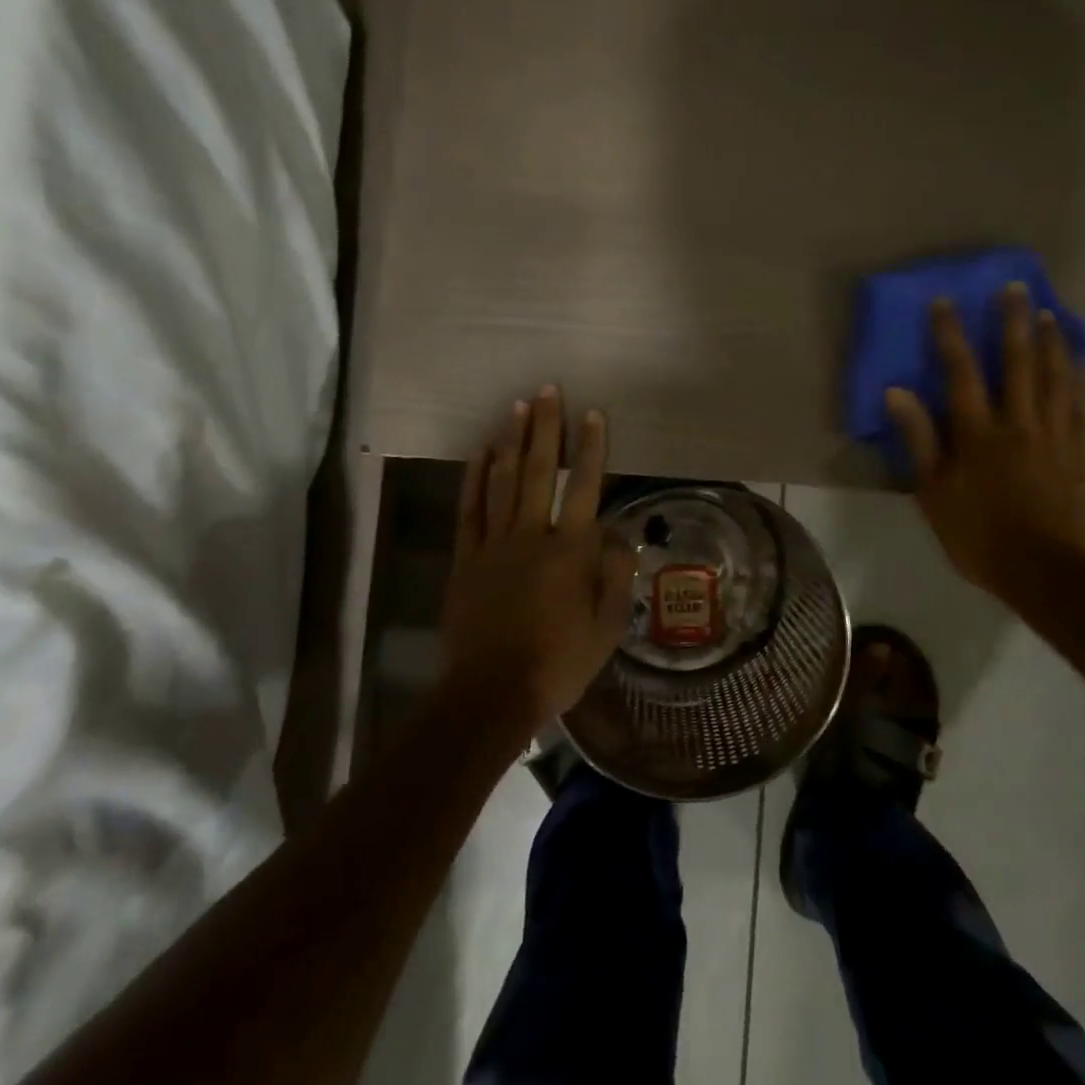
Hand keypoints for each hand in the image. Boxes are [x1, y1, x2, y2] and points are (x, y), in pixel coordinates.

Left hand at [438, 387, 637, 734]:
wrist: (490, 694)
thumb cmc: (557, 664)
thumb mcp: (606, 628)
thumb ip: (616, 577)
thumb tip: (618, 538)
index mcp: (571, 551)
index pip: (585, 487)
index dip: (591, 448)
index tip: (593, 414)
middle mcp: (532, 535)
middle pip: (539, 471)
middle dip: (546, 428)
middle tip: (548, 390)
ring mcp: (493, 544)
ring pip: (502, 481)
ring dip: (511, 441)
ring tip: (517, 407)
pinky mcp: (465, 559)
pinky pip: (469, 509)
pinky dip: (474, 478)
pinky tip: (480, 452)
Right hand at [885, 284, 1084, 599]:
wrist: (1045, 572)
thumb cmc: (978, 534)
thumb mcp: (933, 492)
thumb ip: (919, 439)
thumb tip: (897, 391)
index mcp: (978, 433)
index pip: (962, 372)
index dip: (952, 334)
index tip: (946, 301)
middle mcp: (1020, 423)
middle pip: (1018, 362)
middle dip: (1014, 321)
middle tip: (1016, 287)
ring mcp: (1056, 436)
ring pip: (1057, 378)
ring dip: (1052, 342)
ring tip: (1050, 314)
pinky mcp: (1082, 452)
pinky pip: (1082, 406)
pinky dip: (1080, 380)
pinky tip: (1080, 364)